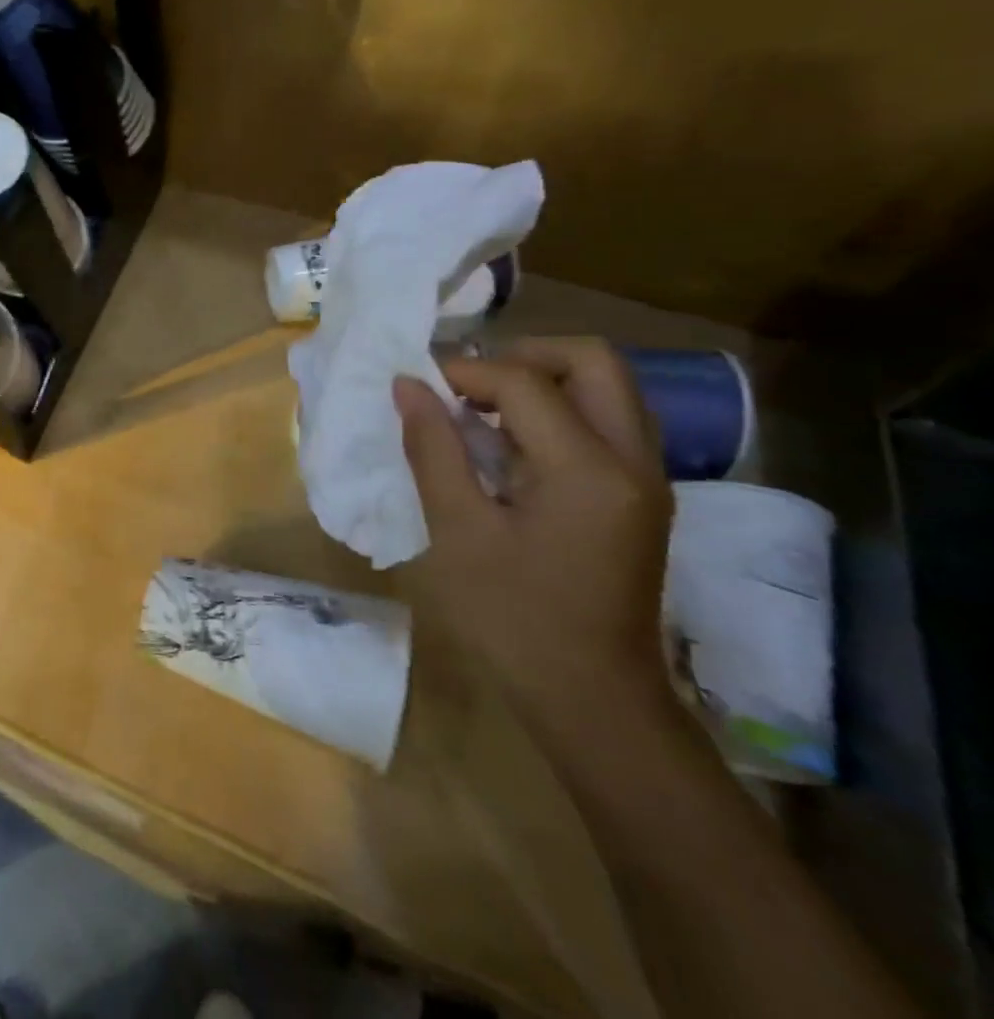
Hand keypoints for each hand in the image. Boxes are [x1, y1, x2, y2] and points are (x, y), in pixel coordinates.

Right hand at [393, 337, 674, 729]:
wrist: (592, 700)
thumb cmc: (512, 618)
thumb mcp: (457, 531)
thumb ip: (433, 449)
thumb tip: (408, 386)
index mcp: (588, 470)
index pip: (524, 382)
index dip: (462, 372)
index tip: (415, 387)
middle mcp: (633, 461)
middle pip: (593, 362)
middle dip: (523, 355)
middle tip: (467, 384)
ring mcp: (647, 479)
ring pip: (607, 388)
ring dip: (543, 380)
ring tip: (482, 409)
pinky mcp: (641, 498)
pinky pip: (607, 422)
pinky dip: (559, 411)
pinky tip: (511, 445)